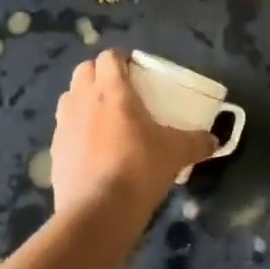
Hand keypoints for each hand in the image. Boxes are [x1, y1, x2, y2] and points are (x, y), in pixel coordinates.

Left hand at [50, 51, 216, 227]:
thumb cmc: (139, 169)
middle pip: (84, 70)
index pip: (109, 57)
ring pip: (69, 96)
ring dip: (84, 97)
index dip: (122, 57)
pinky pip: (64, 127)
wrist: (98, 212)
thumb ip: (197, 142)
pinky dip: (76, 127)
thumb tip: (215, 140)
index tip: (136, 67)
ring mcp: (64, 124)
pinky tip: (92, 146)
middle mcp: (83, 99)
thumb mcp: (176, 153)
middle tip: (120, 89)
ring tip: (103, 115)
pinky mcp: (55, 150)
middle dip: (100, 73)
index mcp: (112, 90)